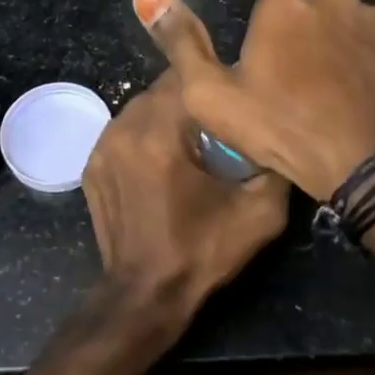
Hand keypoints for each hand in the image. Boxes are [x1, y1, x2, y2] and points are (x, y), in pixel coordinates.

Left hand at [81, 70, 290, 329]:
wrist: (145, 296)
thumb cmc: (201, 252)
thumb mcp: (259, 215)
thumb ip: (276, 167)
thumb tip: (282, 134)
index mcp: (160, 136)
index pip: (186, 78)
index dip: (213, 82)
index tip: (233, 95)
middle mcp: (124, 131)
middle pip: (161, 90)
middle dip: (190, 100)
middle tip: (217, 121)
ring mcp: (102, 147)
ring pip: (141, 108)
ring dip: (167, 116)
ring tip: (192, 140)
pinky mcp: (92, 165)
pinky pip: (124, 131)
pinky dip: (145, 136)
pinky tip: (163, 161)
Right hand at [134, 0, 374, 199]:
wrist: (368, 165)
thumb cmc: (282, 128)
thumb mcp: (211, 94)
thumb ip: (178, 41)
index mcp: (284, 3)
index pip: (266, 14)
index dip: (263, 51)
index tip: (266, 87)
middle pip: (308, 18)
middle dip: (302, 47)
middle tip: (299, 98)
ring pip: (346, 32)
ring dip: (339, 56)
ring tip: (334, 104)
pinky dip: (371, 70)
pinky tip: (364, 103)